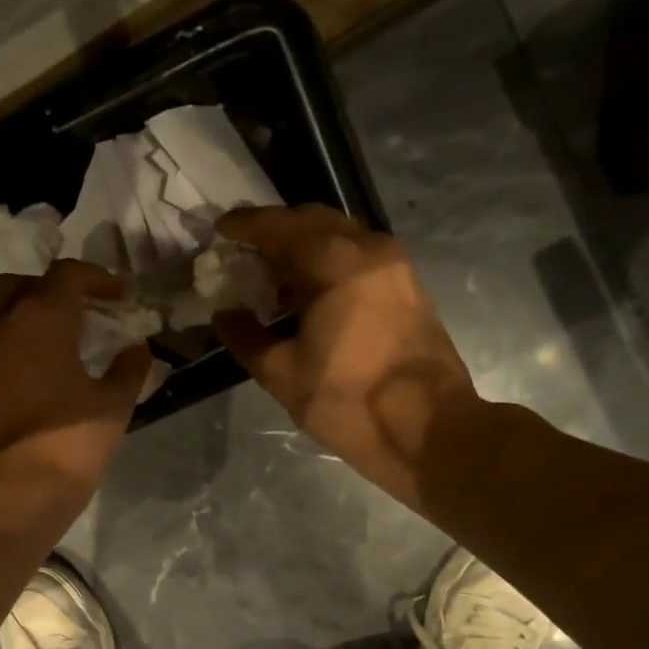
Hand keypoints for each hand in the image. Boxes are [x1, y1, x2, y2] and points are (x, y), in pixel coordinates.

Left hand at [0, 258, 149, 500]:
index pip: (67, 274)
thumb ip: (128, 369)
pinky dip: (17, 344)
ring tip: (63, 339)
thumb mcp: (113, 405)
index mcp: (41, 318)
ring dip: (30, 314)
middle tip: (82, 309)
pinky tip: (42, 370)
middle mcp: (3, 326)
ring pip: (1, 313)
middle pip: (22, 284)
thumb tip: (138, 349)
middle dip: (53, 288)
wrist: (14, 492)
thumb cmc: (70, 442)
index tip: (121, 297)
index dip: (98, 278)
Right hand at [213, 206, 482, 510]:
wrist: (428, 429)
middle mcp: (367, 249)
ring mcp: (394, 265)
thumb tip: (224, 314)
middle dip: (276, 229)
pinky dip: (329, 260)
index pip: (279, 226)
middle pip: (313, 219)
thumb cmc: (349, 401)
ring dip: (304, 244)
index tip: (220, 229)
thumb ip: (246, 338)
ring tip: (275, 276)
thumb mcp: (283, 375)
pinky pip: (359, 255)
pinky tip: (311, 294)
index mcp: (332, 263)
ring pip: (340, 234)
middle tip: (246, 250)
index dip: (245, 224)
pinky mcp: (408, 286)